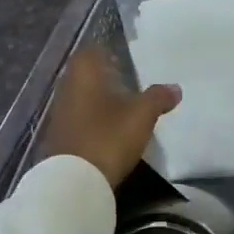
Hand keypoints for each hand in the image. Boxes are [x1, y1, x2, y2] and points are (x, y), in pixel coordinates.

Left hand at [42, 47, 179, 186]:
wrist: (74, 183)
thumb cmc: (108, 137)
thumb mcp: (141, 115)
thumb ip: (158, 97)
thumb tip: (175, 87)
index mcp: (85, 72)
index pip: (93, 50)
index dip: (109, 51)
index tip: (127, 58)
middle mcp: (67, 86)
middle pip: (87, 73)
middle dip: (107, 76)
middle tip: (131, 82)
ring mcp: (60, 112)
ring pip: (82, 96)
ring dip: (100, 100)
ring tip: (125, 108)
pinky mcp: (59, 136)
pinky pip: (79, 118)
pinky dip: (93, 119)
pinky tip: (110, 130)